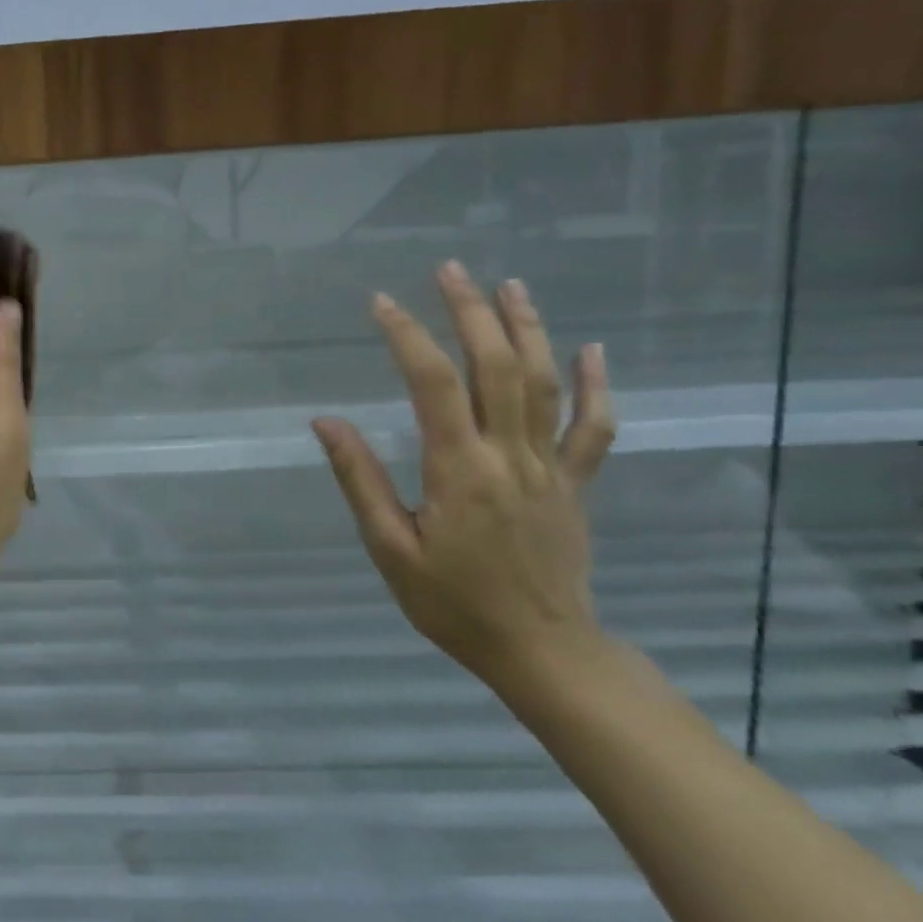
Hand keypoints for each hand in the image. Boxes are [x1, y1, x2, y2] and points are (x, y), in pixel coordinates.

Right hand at [313, 262, 616, 687]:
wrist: (543, 651)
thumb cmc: (452, 603)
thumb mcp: (389, 548)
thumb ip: (359, 479)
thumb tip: (326, 422)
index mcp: (459, 469)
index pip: (432, 384)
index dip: (406, 336)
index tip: (381, 302)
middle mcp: (509, 455)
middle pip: (496, 367)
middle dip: (471, 313)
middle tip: (449, 270)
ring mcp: (550, 467)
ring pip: (546, 383)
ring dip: (528, 329)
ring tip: (508, 286)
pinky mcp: (575, 483)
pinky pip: (594, 427)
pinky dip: (596, 385)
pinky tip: (590, 349)